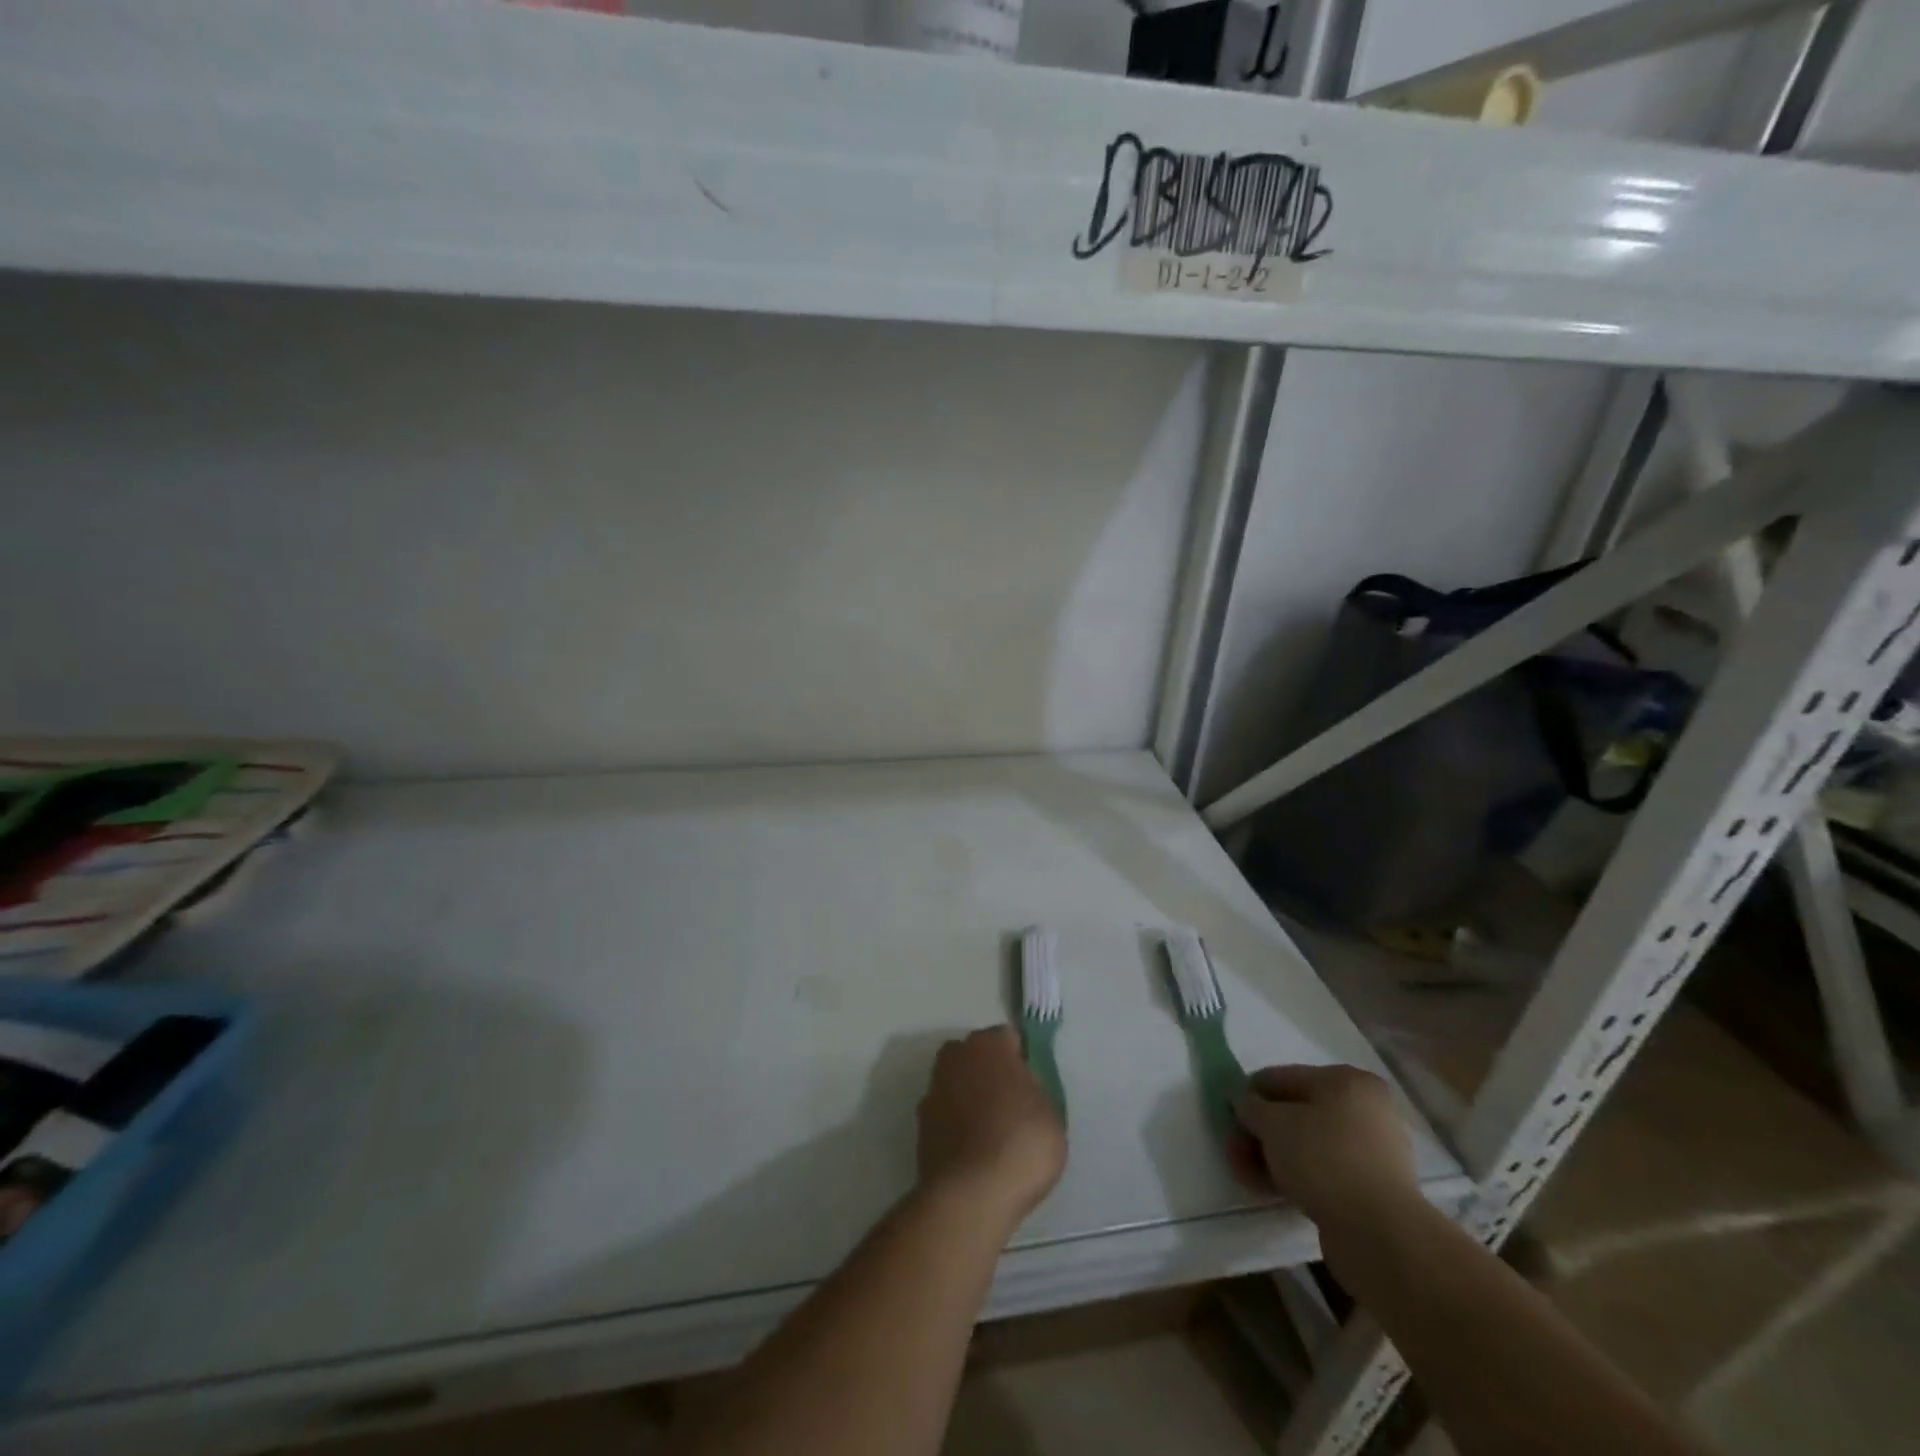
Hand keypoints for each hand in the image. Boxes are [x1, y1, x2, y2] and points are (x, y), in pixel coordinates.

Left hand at [916, 1026, 1065, 1224]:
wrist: (971, 1195)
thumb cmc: (1021, 1144)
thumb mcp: (1051, 1114)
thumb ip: (1034, 1090)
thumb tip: (1022, 1088)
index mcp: (988, 1045)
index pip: (1008, 1039)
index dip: (1021, 1060)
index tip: (1032, 1085)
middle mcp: (955, 1057)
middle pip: (976, 1056)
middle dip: (990, 1072)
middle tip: (1011, 1104)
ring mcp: (933, 1090)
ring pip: (957, 1084)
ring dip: (969, 1097)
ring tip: (992, 1133)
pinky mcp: (920, 1124)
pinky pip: (946, 1114)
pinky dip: (956, 1125)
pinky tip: (973, 1151)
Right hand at [1233, 1064, 1419, 1228]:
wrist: (1380, 1234)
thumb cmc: (1324, 1159)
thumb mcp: (1273, 1123)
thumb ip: (1250, 1107)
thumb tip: (1243, 1103)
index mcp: (1348, 1082)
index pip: (1285, 1077)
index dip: (1251, 1092)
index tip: (1227, 1112)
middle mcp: (1365, 1110)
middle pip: (1296, 1113)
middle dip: (1259, 1131)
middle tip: (1232, 1148)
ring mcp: (1371, 1152)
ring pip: (1306, 1145)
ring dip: (1271, 1156)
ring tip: (1242, 1174)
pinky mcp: (1370, 1189)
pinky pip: (1322, 1172)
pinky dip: (1293, 1176)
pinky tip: (1265, 1189)